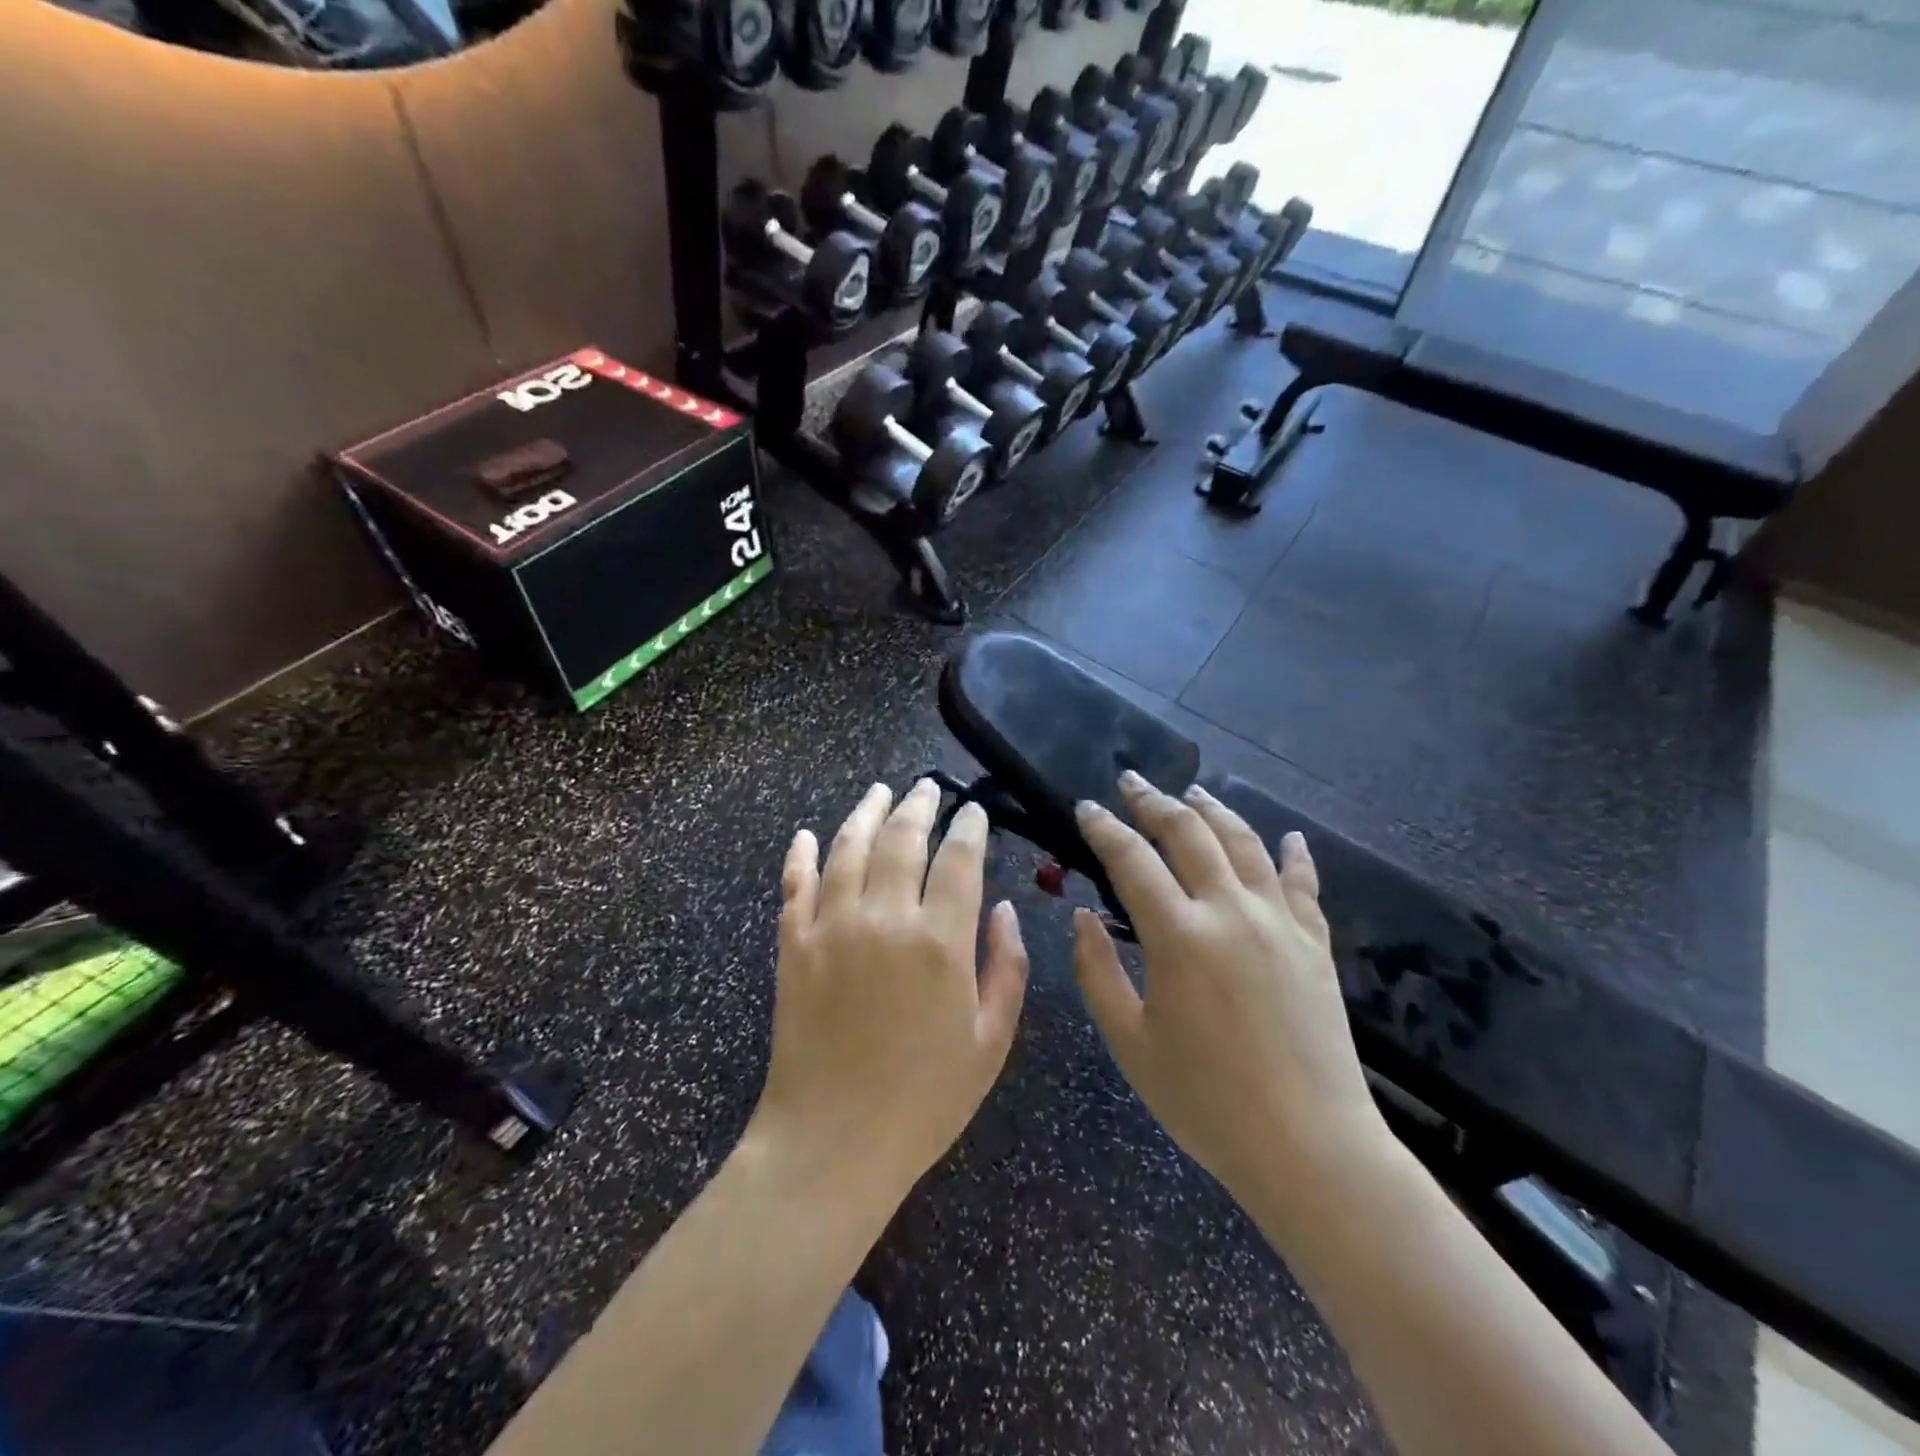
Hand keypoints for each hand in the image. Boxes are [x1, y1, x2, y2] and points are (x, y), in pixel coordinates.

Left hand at [751, 780, 1028, 1203]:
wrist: (832, 1142)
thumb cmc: (924, 1099)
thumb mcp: (991, 1042)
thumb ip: (1007, 967)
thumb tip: (1004, 909)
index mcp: (940, 942)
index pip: (959, 859)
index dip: (969, 826)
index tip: (974, 810)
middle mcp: (885, 919)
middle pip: (902, 839)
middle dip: (919, 805)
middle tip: (927, 787)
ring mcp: (832, 927)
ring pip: (849, 847)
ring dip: (866, 812)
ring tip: (879, 790)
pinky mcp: (793, 945)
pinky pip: (795, 884)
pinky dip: (801, 854)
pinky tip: (807, 834)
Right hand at [1072, 773, 1386, 1202]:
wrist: (1309, 1147)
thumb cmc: (1205, 1101)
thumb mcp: (1130, 1042)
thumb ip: (1097, 971)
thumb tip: (1082, 916)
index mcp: (1179, 935)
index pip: (1132, 860)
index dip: (1104, 828)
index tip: (1086, 808)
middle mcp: (1230, 911)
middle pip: (1189, 834)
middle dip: (1154, 801)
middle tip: (1131, 782)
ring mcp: (1279, 923)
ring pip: (1245, 844)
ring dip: (1214, 811)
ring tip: (1192, 793)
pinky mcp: (1315, 944)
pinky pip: (1303, 884)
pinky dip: (1294, 855)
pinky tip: (1290, 837)